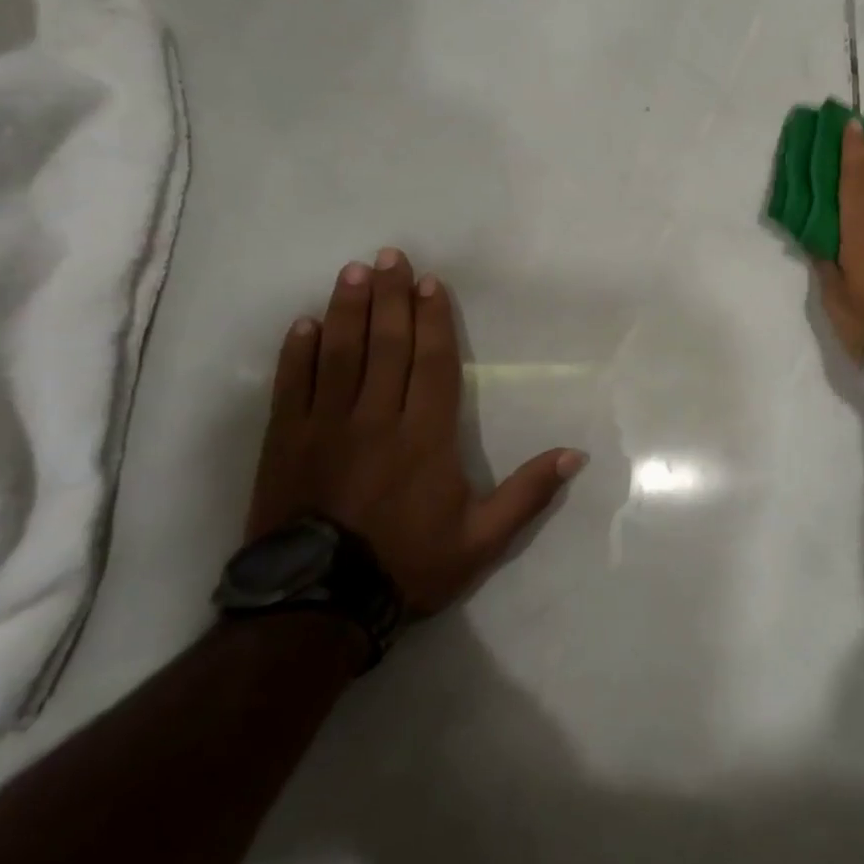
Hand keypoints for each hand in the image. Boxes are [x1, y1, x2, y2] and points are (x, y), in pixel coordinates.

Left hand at [245, 249, 585, 614]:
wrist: (316, 606)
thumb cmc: (407, 565)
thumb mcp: (482, 540)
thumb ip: (528, 493)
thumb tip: (576, 454)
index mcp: (425, 437)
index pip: (432, 364)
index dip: (432, 320)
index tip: (430, 283)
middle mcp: (377, 419)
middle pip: (386, 346)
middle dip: (390, 297)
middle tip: (390, 256)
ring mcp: (326, 427)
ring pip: (339, 355)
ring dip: (347, 310)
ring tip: (353, 272)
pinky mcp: (286, 442)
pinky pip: (293, 386)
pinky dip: (298, 352)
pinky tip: (305, 323)